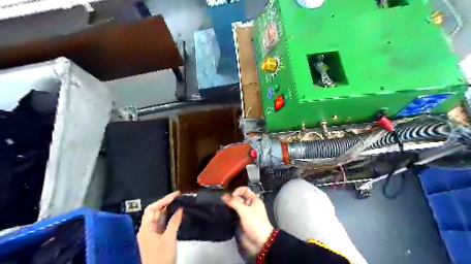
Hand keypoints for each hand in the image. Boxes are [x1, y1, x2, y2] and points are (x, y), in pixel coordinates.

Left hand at [137, 191, 182, 263]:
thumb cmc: (161, 256)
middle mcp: (147, 230)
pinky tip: (178, 215)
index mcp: (146, 228)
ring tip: (180, 203)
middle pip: (155, 213)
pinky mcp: (158, 240)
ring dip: (169, 211)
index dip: (163, 200)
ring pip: (160, 219)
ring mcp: (153, 235)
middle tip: (179, 198)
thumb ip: (174, 222)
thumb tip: (180, 208)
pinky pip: (164, 225)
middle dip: (166, 204)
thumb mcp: (169, 238)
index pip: (152, 209)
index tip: (175, 195)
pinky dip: (170, 219)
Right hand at [223, 186, 273, 254]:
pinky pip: (233, 214)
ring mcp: (244, 213)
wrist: (260, 242)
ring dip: (228, 205)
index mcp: (254, 200)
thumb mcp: (245, 211)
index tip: (231, 196)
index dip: (237, 191)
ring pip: (235, 206)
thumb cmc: (255, 223)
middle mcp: (249, 205)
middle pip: (238, 197)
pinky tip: (222, 212)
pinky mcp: (240, 221)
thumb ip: (234, 203)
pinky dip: (228, 212)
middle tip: (221, 200)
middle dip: (231, 198)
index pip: (244, 190)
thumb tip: (223, 196)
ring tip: (219, 205)